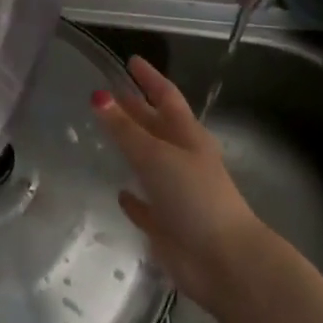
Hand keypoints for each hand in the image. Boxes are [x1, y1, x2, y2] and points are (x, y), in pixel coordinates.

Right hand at [92, 56, 261, 312]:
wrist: (224, 262)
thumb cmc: (194, 196)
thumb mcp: (156, 155)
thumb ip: (125, 128)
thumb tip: (98, 95)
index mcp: (187, 136)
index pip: (165, 96)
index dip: (149, 78)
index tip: (130, 60)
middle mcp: (182, 159)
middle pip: (154, 126)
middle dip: (134, 109)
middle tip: (106, 94)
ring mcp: (176, 193)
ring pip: (148, 163)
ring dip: (130, 149)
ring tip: (104, 135)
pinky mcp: (167, 225)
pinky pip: (146, 206)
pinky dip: (134, 199)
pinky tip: (119, 193)